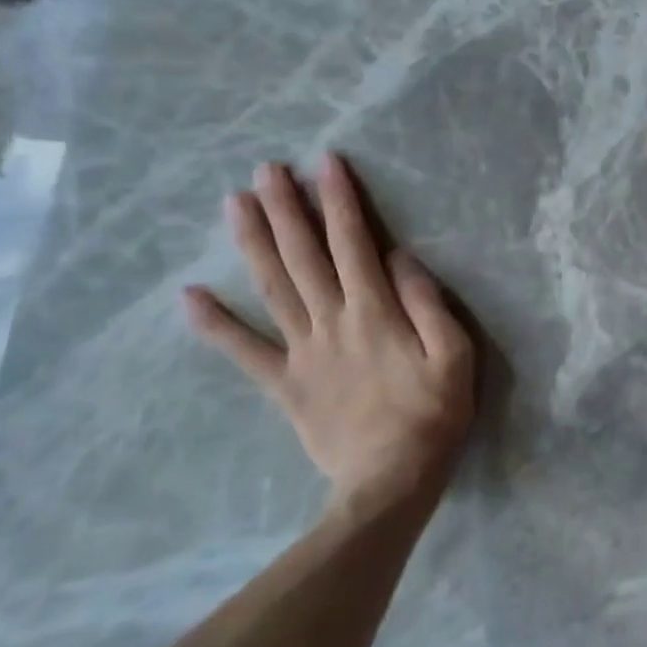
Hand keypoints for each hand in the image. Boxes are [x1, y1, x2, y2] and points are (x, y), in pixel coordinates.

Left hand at [184, 154, 475, 508]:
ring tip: (234, 204)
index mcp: (375, 312)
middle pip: (303, 256)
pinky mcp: (285, 384)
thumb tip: (401, 257)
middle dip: (285, 209)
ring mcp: (302, 352)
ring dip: (253, 243)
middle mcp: (332, 321)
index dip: (339, 201)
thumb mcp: (456, 356)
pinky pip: (244, 352)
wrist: (390, 483)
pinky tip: (190, 296)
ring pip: (272, 288)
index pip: (354, 243)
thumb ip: (428, 304)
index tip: (326, 164)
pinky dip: (215, 325)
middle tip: (266, 169)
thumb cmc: (433, 415)